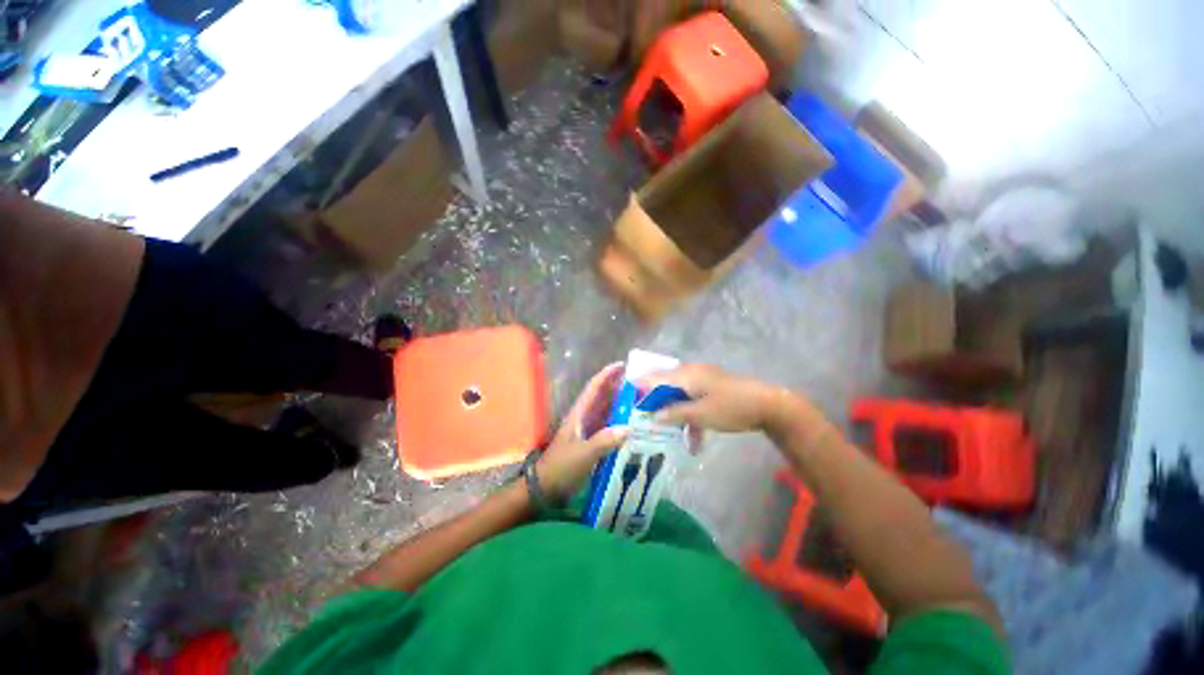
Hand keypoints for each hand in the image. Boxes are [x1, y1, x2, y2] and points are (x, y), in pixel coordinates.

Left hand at [538, 363, 630, 500]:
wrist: (546, 488)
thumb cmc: (561, 467)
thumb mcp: (583, 454)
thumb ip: (604, 441)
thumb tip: (628, 428)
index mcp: (579, 414)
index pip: (593, 388)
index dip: (606, 375)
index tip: (621, 365)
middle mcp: (584, 418)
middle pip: (601, 397)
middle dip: (617, 387)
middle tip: (639, 383)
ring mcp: (587, 430)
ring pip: (605, 411)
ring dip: (619, 404)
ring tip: (639, 400)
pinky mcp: (590, 442)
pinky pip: (607, 427)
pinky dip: (618, 422)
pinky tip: (632, 426)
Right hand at [639, 364, 801, 433]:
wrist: (768, 404)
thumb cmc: (731, 408)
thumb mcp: (700, 415)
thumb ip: (674, 414)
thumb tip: (653, 417)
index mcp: (685, 375)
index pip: (654, 378)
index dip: (639, 389)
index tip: (627, 401)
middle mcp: (691, 372)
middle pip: (664, 384)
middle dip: (654, 401)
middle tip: (643, 417)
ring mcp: (703, 377)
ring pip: (678, 392)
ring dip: (672, 409)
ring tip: (666, 428)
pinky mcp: (712, 385)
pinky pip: (692, 396)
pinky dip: (688, 410)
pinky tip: (692, 432)